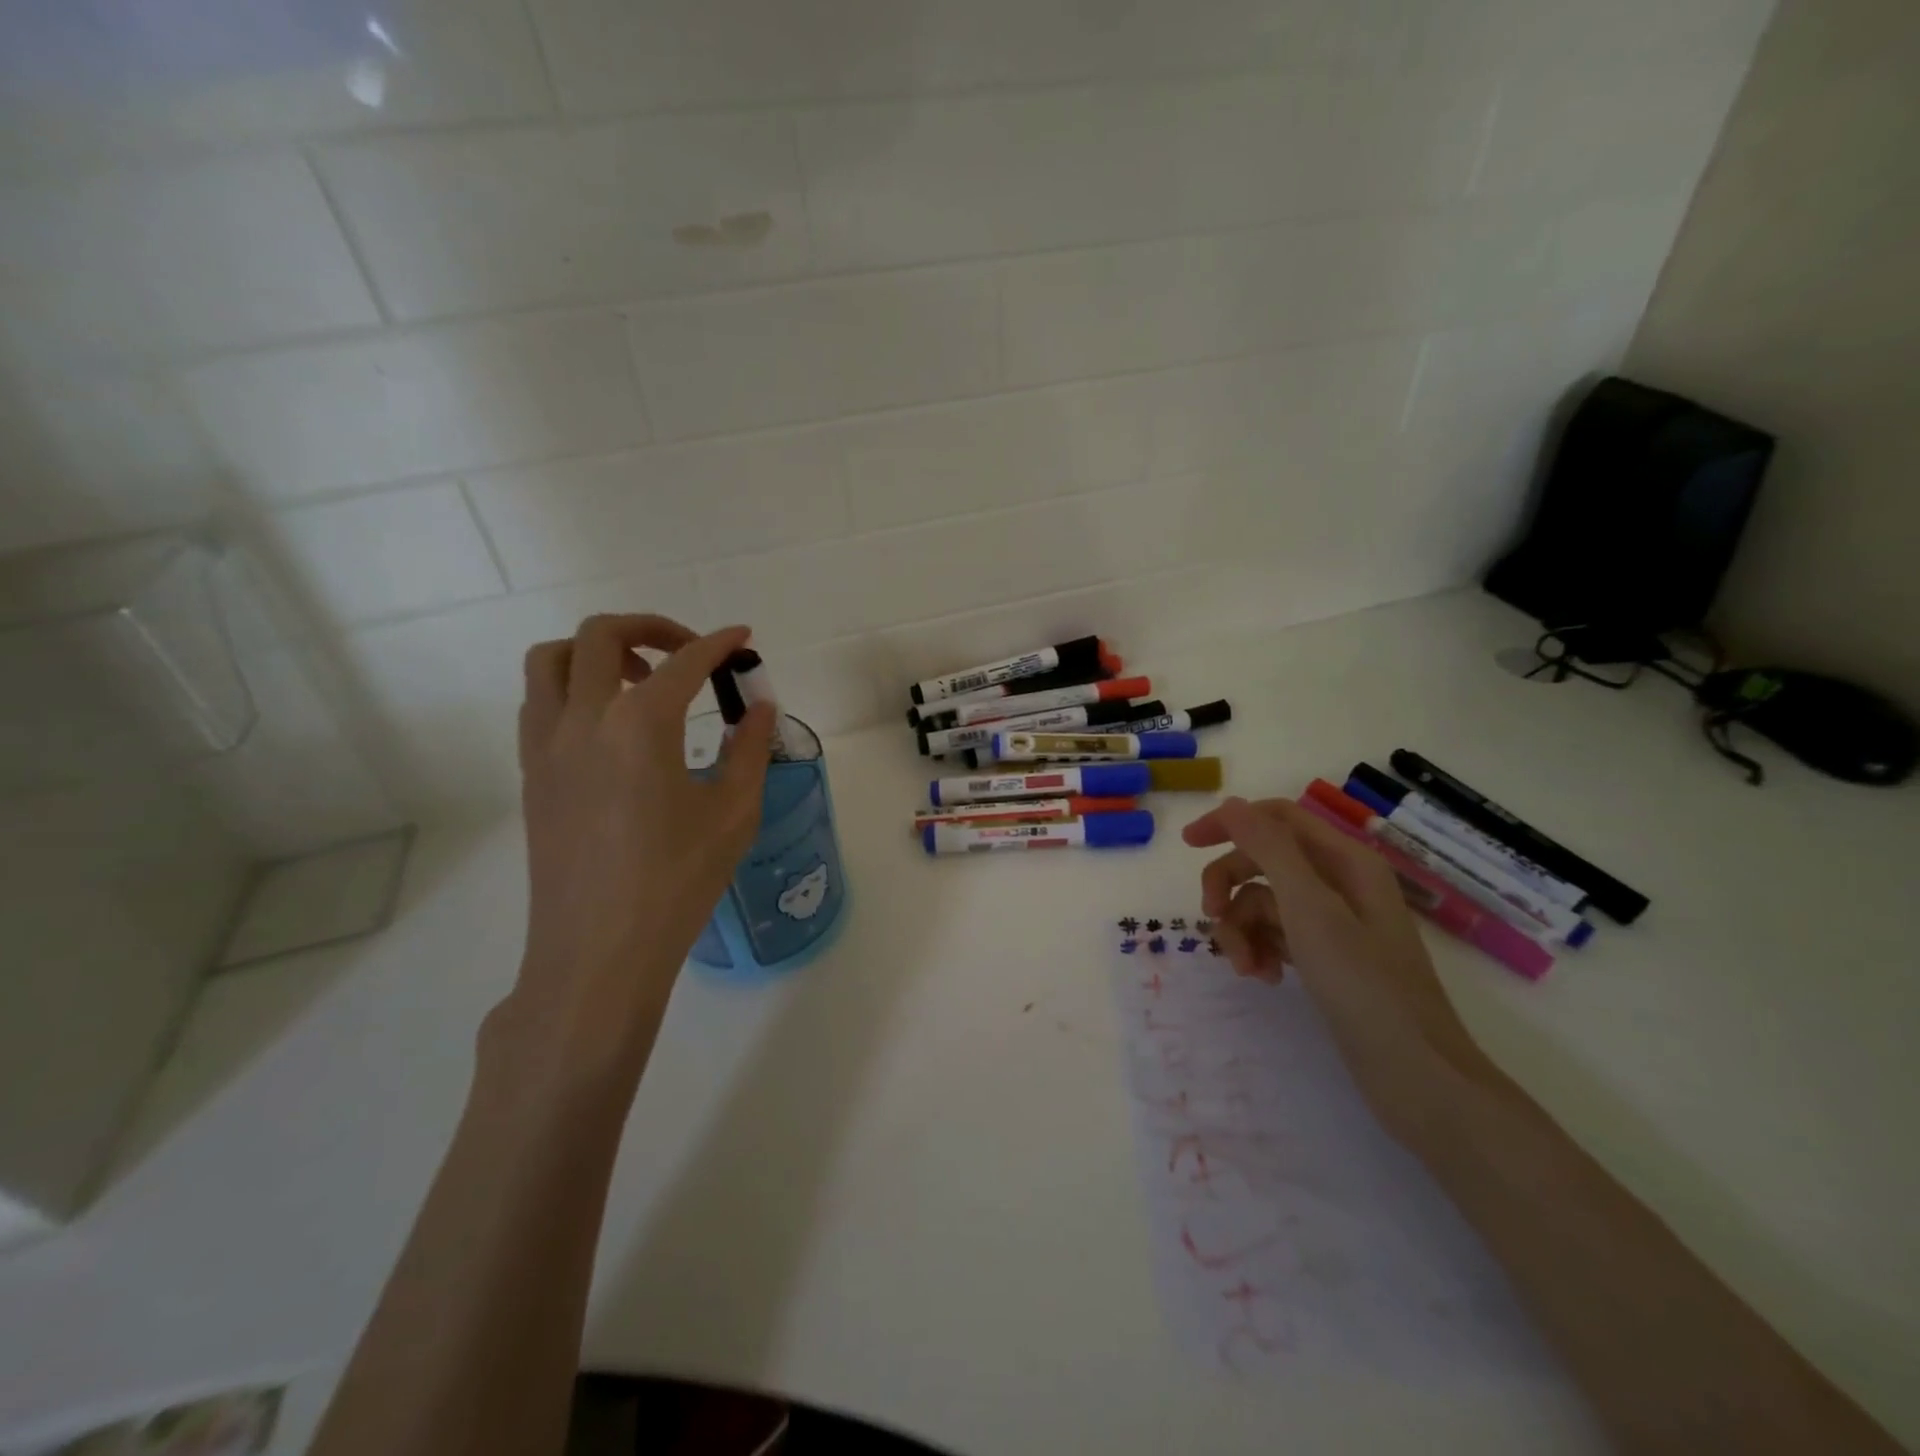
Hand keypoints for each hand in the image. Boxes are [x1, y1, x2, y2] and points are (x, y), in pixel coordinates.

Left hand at [505, 614, 773, 1076]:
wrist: (599, 950)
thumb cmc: (677, 882)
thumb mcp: (733, 813)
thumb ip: (750, 750)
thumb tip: (760, 707)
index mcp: (640, 725)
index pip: (684, 662)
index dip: (719, 643)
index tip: (743, 639)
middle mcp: (583, 720)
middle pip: (601, 635)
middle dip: (651, 627)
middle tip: (689, 652)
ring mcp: (546, 746)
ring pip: (553, 660)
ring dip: (598, 651)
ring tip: (641, 681)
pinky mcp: (531, 775)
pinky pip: (540, 703)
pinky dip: (573, 687)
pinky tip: (610, 725)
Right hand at [1183, 796, 1499, 1145]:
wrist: (1416, 1076)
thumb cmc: (1364, 985)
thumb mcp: (1309, 909)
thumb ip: (1269, 849)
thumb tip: (1231, 804)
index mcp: (1344, 861)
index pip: (1275, 818)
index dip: (1230, 823)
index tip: (1188, 845)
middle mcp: (1339, 883)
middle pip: (1263, 862)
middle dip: (1230, 887)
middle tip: (1210, 917)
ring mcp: (1334, 922)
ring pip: (1264, 903)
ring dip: (1244, 930)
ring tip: (1246, 968)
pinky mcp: (1327, 957)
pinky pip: (1277, 935)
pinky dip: (1262, 950)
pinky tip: (1263, 978)